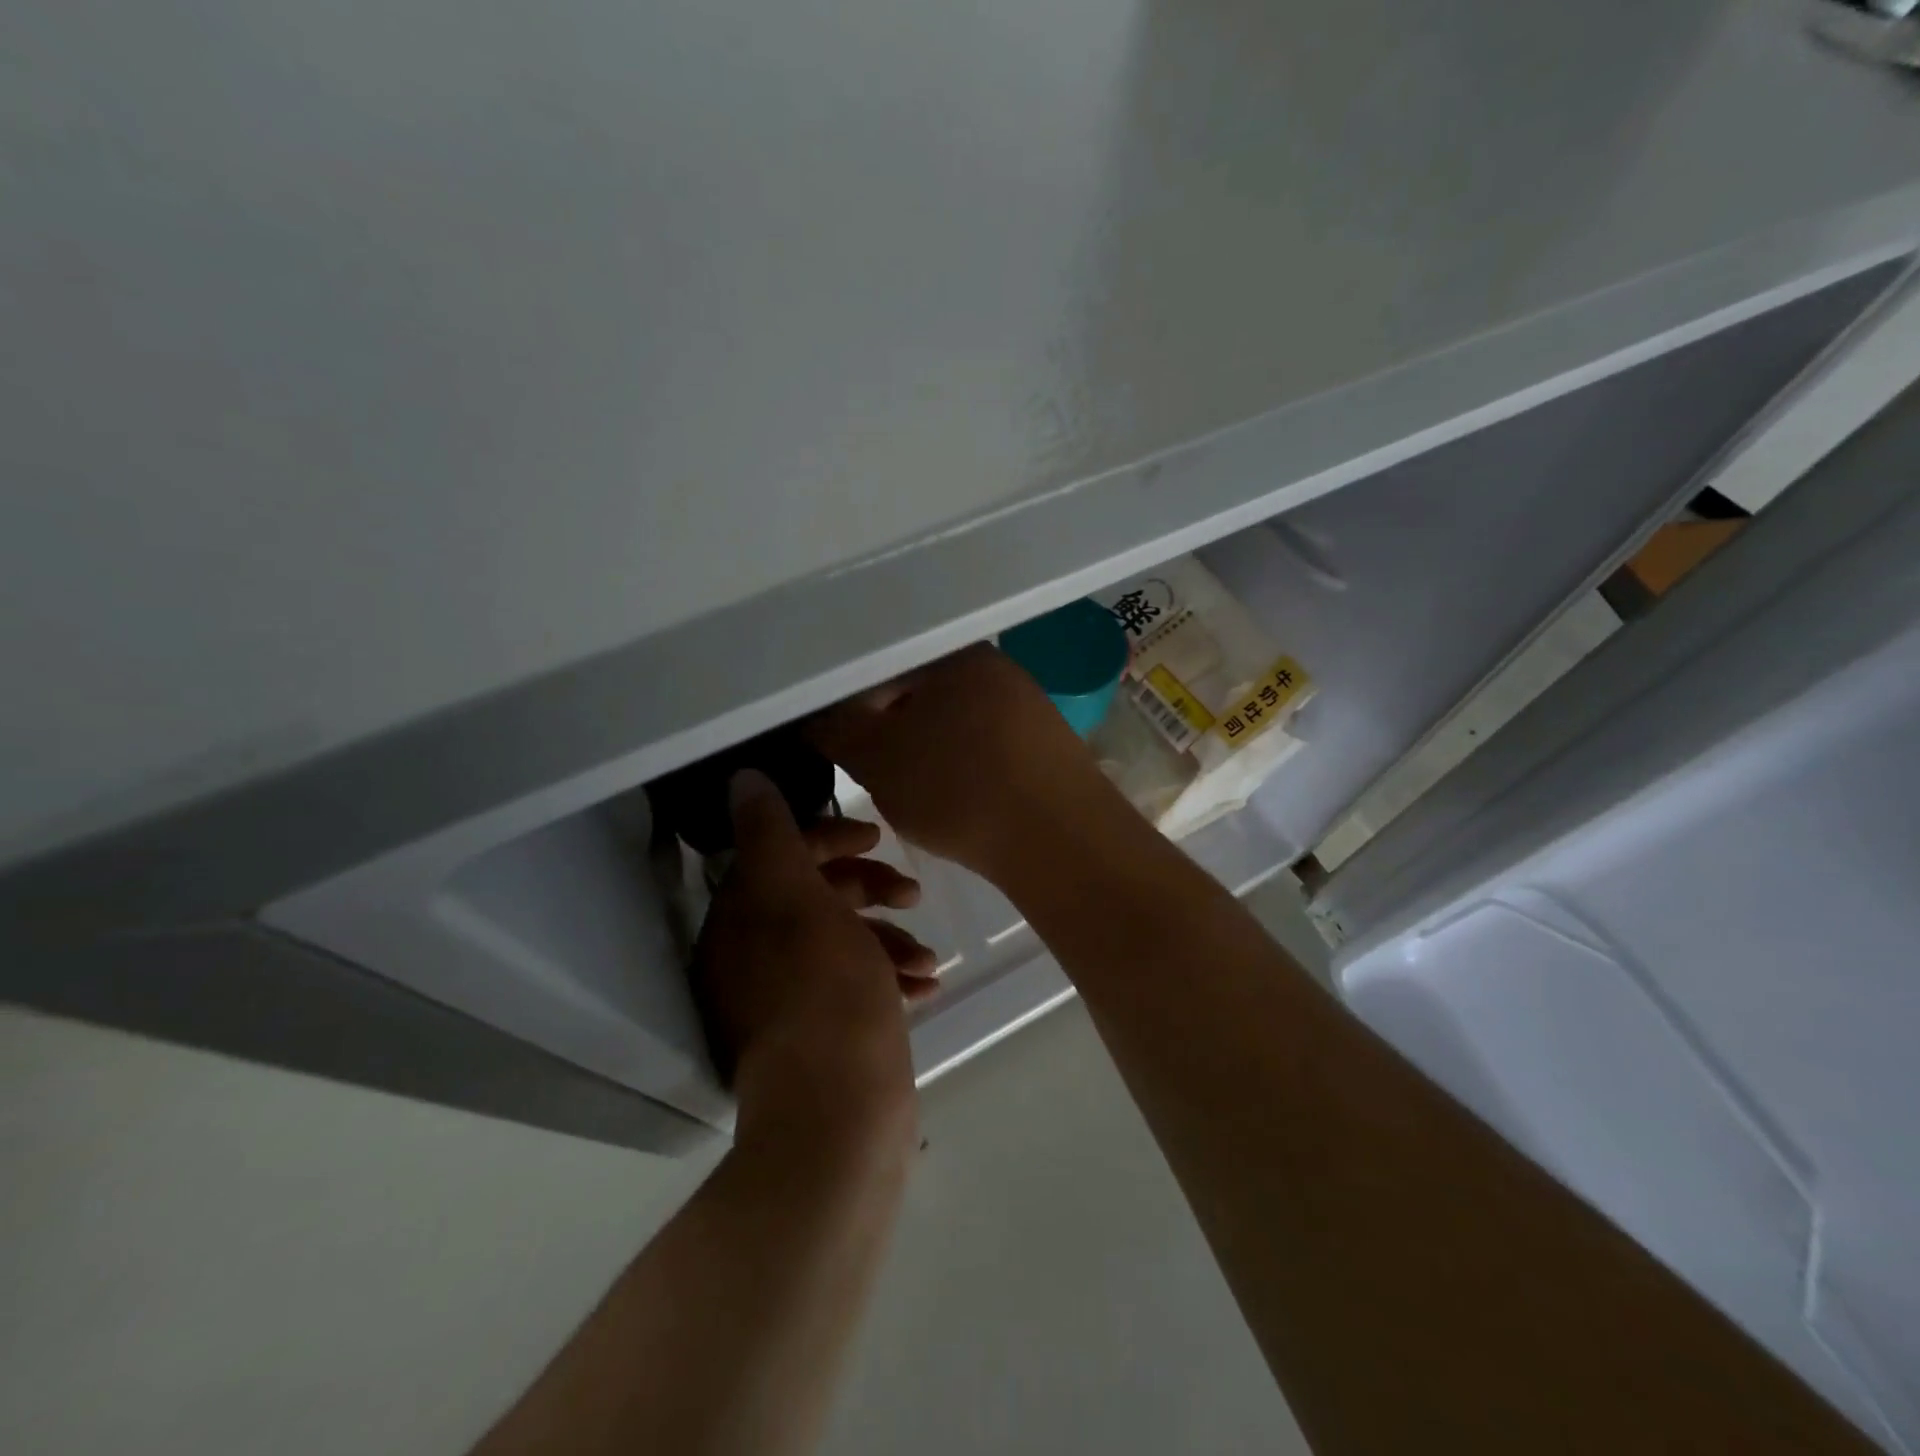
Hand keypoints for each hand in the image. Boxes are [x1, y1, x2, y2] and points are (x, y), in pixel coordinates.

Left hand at [694, 771, 927, 1159]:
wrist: (839, 1115)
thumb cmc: (824, 993)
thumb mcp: (796, 900)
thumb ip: (772, 836)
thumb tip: (743, 779)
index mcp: (741, 919)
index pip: (780, 853)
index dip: (830, 837)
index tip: (876, 838)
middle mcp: (754, 957)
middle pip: (815, 896)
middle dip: (869, 889)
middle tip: (912, 893)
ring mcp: (788, 999)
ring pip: (844, 942)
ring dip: (890, 939)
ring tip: (925, 959)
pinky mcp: (821, 1034)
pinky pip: (857, 986)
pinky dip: (889, 978)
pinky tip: (924, 986)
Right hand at [808, 644, 1118, 878]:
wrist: (1061, 840)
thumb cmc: (958, 789)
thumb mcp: (876, 759)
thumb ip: (834, 729)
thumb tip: (813, 715)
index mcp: (950, 652)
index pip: (878, 666)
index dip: (847, 707)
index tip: (837, 746)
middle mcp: (993, 665)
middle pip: (916, 693)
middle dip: (888, 732)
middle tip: (875, 775)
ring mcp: (1026, 702)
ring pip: (951, 722)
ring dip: (924, 752)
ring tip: (918, 793)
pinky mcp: (1046, 743)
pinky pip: (985, 746)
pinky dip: (961, 767)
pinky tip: (960, 799)